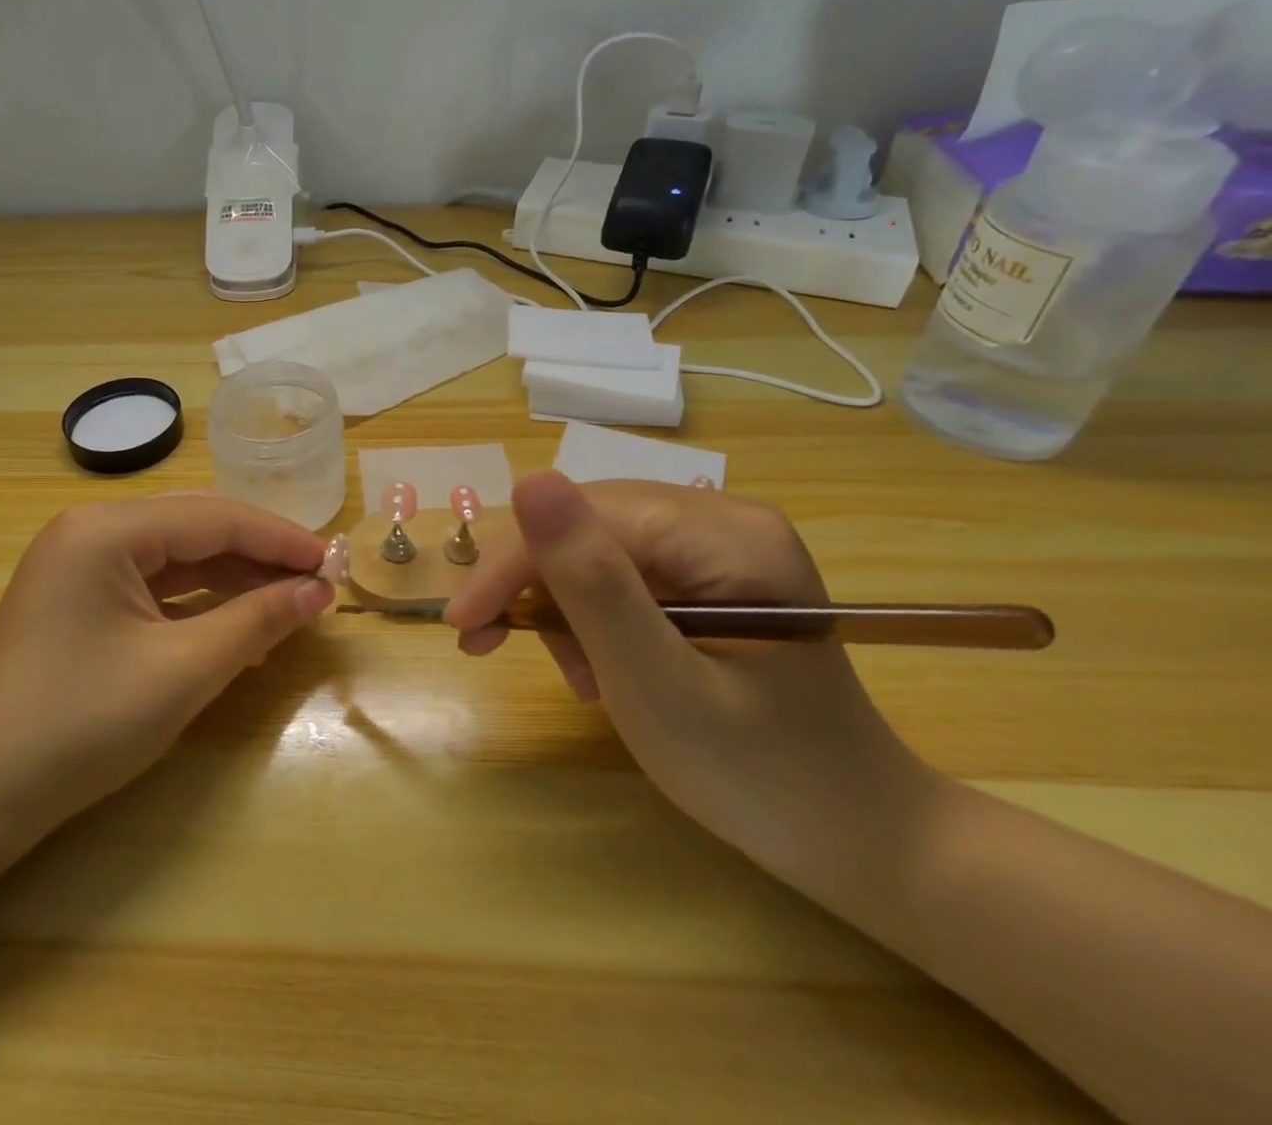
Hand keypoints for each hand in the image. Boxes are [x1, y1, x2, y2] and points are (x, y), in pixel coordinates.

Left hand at [0, 495, 331, 845]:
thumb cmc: (79, 726)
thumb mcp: (182, 671)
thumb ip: (256, 621)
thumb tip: (317, 591)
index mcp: (106, 529)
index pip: (214, 518)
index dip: (279, 539)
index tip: (332, 563)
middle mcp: (91, 531)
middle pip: (196, 527)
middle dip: (259, 554)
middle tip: (315, 581)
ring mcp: (80, 564)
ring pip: (177, 555)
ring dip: (233, 578)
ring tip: (288, 603)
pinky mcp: (79, 598)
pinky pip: (154, 584)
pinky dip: (200, 601)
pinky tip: (237, 622)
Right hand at [445, 473, 932, 883]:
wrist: (855, 839)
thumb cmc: (759, 776)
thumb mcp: (657, 684)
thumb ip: (592, 583)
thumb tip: (529, 480)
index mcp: (726, 534)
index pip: (586, 517)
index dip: (514, 564)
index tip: (464, 625)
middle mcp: (723, 519)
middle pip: (588, 527)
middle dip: (537, 590)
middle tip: (495, 648)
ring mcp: (719, 546)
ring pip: (595, 549)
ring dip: (564, 609)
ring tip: (580, 678)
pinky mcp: (711, 575)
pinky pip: (621, 573)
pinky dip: (594, 619)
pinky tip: (603, 666)